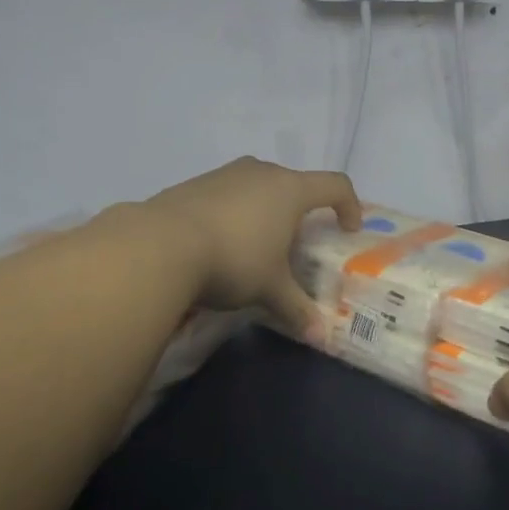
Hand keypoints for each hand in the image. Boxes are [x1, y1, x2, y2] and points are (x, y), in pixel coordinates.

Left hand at [143, 157, 361, 339]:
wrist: (159, 245)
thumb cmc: (233, 260)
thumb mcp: (270, 289)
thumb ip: (297, 309)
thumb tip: (320, 337)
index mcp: (290, 190)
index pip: (336, 184)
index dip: (349, 205)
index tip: (346, 229)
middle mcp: (261, 172)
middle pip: (295, 184)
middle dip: (301, 212)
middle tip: (295, 245)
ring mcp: (225, 174)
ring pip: (258, 186)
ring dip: (266, 210)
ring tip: (255, 246)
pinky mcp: (195, 183)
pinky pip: (228, 193)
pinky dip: (234, 213)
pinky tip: (219, 243)